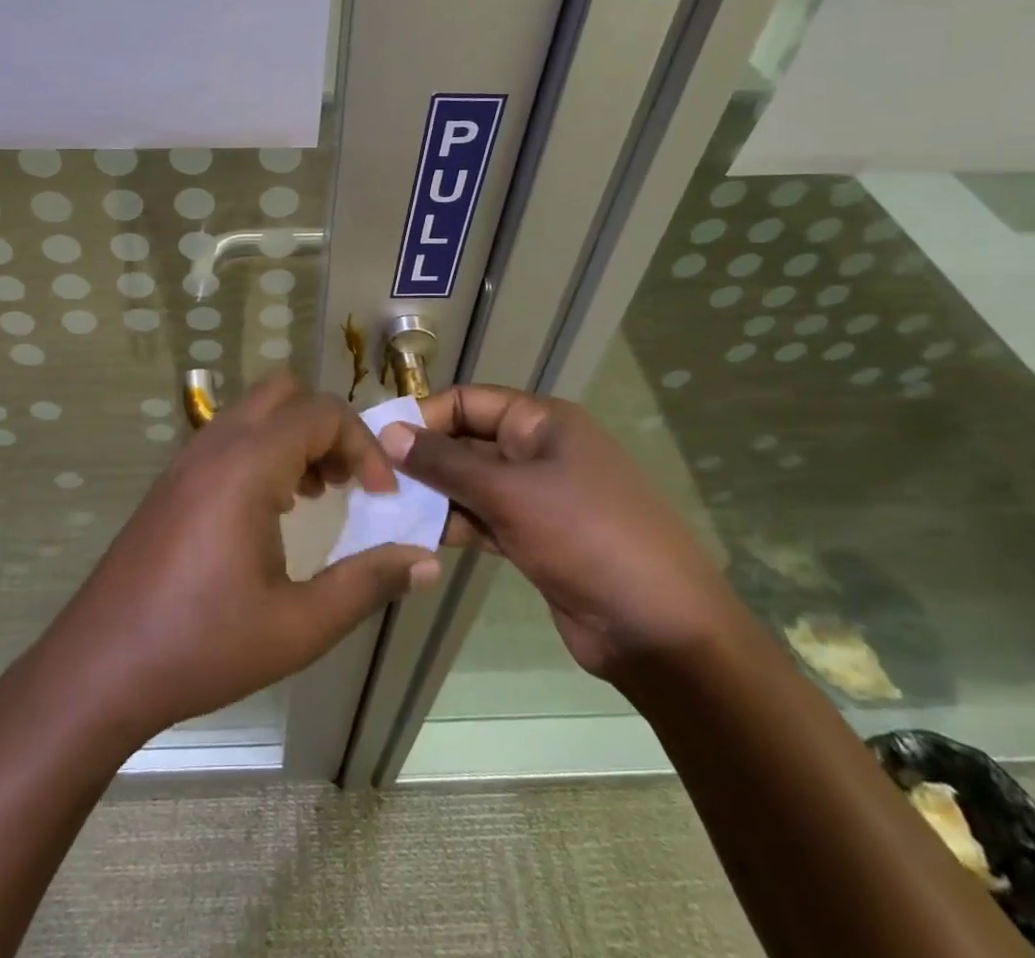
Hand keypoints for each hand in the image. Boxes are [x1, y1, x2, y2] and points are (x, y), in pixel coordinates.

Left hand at [32, 375, 441, 744]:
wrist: (101, 665)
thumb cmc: (202, 646)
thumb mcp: (298, 626)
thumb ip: (367, 585)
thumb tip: (426, 560)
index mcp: (247, 466)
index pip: (322, 413)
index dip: (364, 446)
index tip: (381, 498)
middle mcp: (216, 445)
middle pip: (286, 393)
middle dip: (329, 427)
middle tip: (348, 483)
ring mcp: (188, 458)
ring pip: (255, 410)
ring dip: (295, 436)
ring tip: (317, 496)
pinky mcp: (173, 479)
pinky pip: (230, 435)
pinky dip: (265, 449)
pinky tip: (272, 509)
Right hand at [379, 385, 740, 681]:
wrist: (661, 632)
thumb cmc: (588, 537)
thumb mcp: (511, 493)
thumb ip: (446, 463)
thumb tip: (389, 432)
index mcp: (542, 421)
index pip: (467, 401)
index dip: (423, 416)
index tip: (377, 440)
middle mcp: (538, 451)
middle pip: (467, 442)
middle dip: (423, 459)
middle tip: (372, 479)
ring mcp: (537, 497)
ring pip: (471, 484)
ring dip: (434, 495)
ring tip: (384, 511)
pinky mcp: (534, 539)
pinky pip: (483, 519)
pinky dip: (453, 525)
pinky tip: (416, 537)